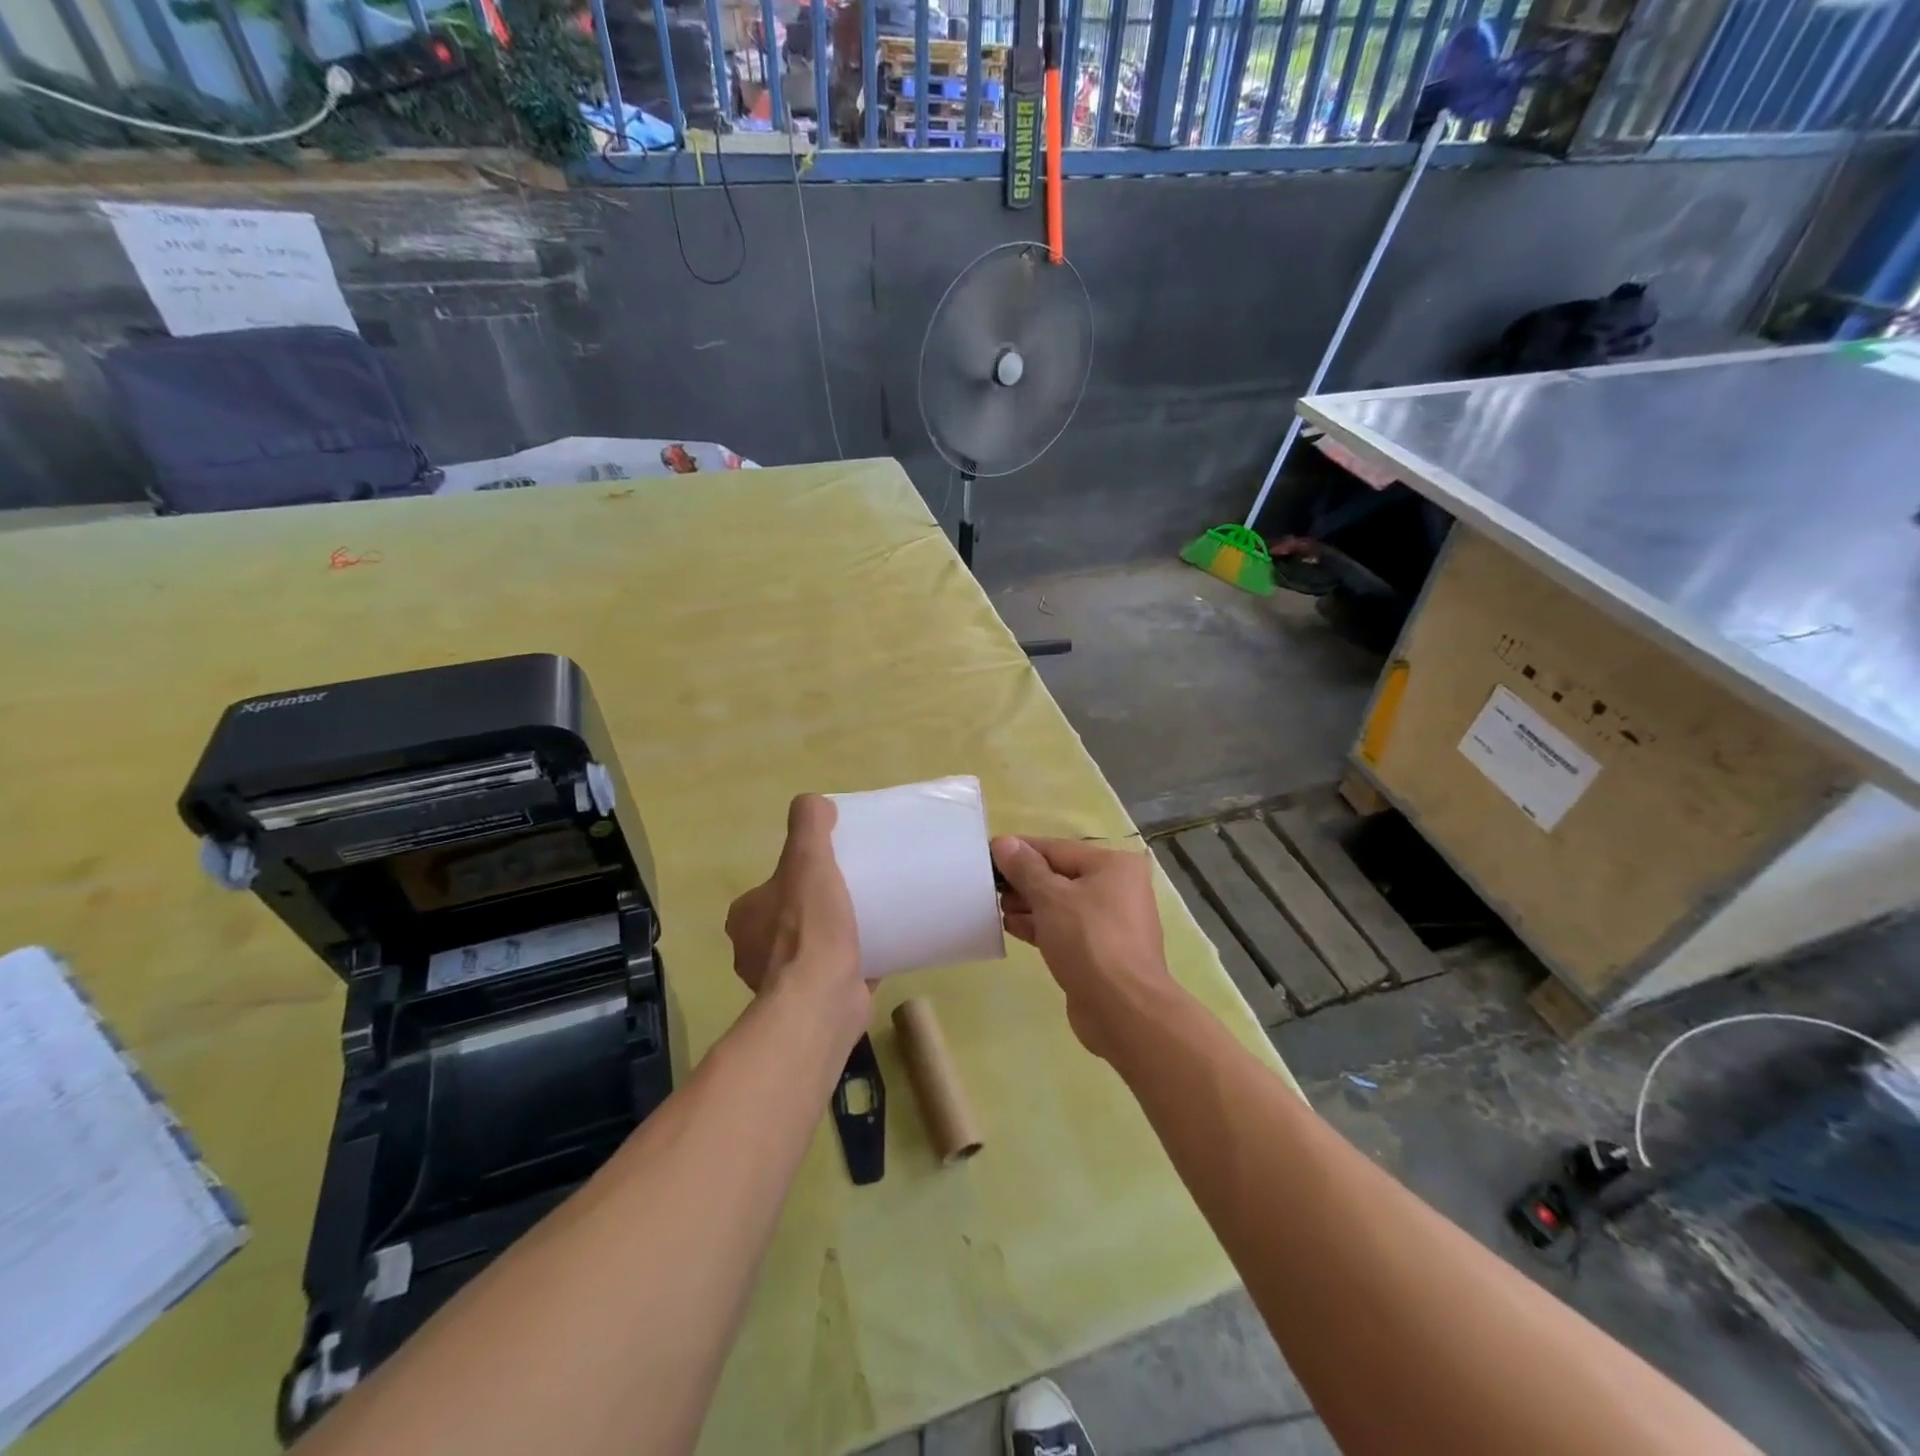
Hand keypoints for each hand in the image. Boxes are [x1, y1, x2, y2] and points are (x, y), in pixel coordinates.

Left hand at [725, 795, 867, 1044]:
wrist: (822, 1000)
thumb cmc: (810, 928)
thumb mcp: (808, 861)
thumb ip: (808, 826)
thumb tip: (813, 803)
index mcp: (745, 919)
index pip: (769, 889)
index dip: (796, 878)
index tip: (828, 872)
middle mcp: (753, 952)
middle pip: (789, 918)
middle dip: (815, 908)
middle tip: (853, 893)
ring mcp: (780, 983)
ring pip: (809, 949)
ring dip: (831, 938)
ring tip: (868, 920)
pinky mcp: (809, 1004)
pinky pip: (831, 975)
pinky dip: (849, 964)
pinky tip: (877, 952)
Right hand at [990, 836, 1176, 1061]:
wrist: (1123, 1010)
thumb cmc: (1089, 941)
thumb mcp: (1051, 898)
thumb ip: (1025, 868)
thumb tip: (1003, 843)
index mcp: (1114, 866)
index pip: (1057, 849)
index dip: (1020, 850)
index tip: (987, 854)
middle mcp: (1118, 889)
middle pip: (1060, 876)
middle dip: (1024, 881)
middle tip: (988, 887)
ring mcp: (1111, 923)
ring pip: (1061, 905)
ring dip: (1028, 905)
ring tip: (995, 907)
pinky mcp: (1100, 952)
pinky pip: (1065, 929)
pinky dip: (1040, 926)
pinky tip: (1011, 927)